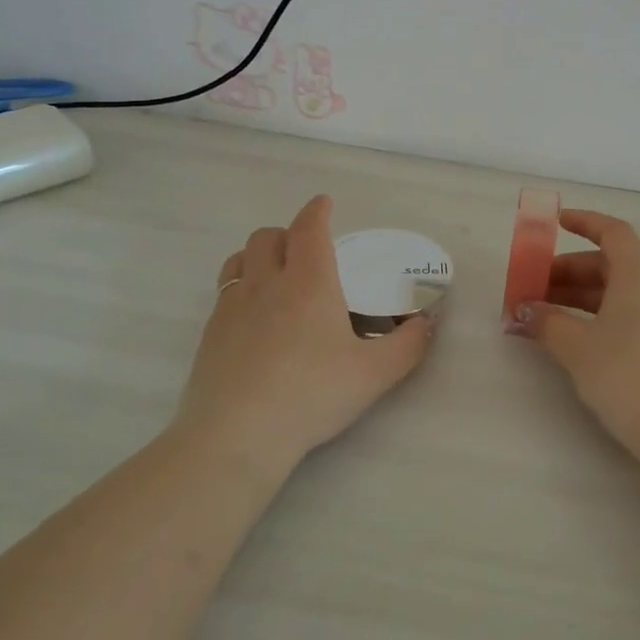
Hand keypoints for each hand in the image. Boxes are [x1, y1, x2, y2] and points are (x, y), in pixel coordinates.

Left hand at [178, 195, 434, 465]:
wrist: (237, 436)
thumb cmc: (311, 396)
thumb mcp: (375, 375)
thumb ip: (409, 345)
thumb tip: (428, 321)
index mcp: (309, 283)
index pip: (309, 228)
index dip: (317, 210)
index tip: (325, 203)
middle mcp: (266, 283)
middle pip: (269, 235)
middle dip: (288, 232)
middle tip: (307, 250)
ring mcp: (232, 306)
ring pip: (240, 257)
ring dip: (260, 254)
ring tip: (276, 274)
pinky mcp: (210, 332)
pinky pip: (225, 289)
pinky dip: (242, 285)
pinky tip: (254, 316)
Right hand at [513, 209, 639, 453]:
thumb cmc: (627, 377)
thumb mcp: (577, 348)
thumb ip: (546, 322)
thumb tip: (524, 310)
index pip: (613, 232)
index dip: (584, 222)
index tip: (555, 223)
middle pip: (613, 265)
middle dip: (570, 273)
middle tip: (535, 291)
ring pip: (622, 293)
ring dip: (583, 299)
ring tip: (549, 319)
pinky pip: (635, 316)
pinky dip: (604, 317)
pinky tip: (581, 341)